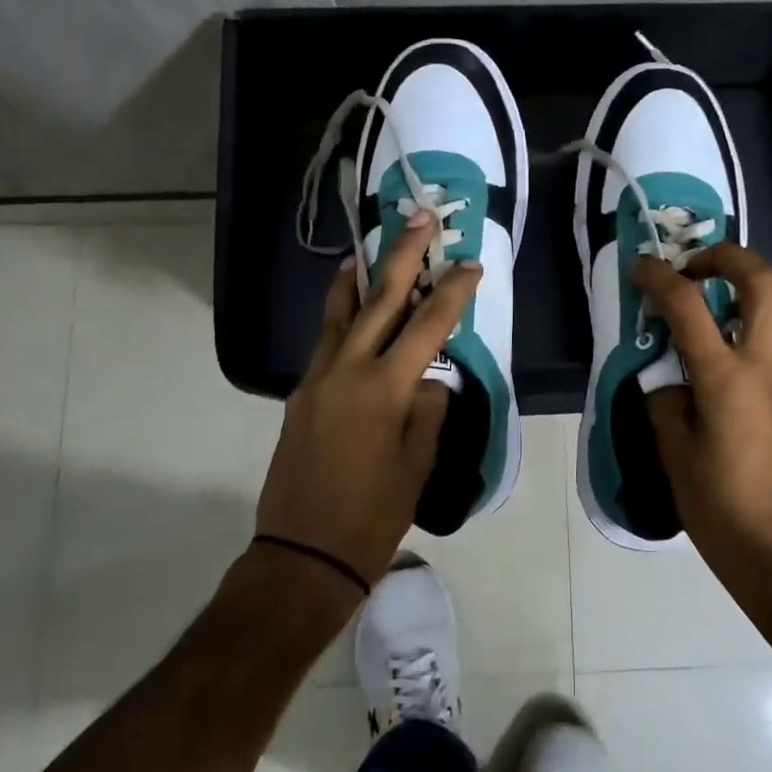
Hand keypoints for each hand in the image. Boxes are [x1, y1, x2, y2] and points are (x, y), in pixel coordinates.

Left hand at [255, 214, 480, 588]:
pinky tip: (349, 302)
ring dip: (360, 275)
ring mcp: (317, 378)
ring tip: (370, 245)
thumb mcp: (417, 465)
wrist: (302, 554)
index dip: (452, 291)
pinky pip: (325, 338)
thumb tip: (428, 379)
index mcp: (383, 389)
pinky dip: (339, 311)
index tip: (470, 265)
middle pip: (379, 300)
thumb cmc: (372, 515)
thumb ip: (428, 411)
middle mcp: (346, 370)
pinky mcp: (301, 392)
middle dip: (402, 255)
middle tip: (419, 217)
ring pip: (341, 312)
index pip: (427, 326)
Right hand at [632, 242, 771, 593]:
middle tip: (695, 267)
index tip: (641, 266)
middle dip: (727, 257)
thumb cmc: (720, 510)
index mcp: (725, 379)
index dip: (660, 277)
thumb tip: (667, 376)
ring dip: (765, 287)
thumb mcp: (674, 455)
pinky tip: (748, 344)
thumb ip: (666, 402)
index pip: (689, 307)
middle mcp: (767, 367)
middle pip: (763, 282)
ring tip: (732, 299)